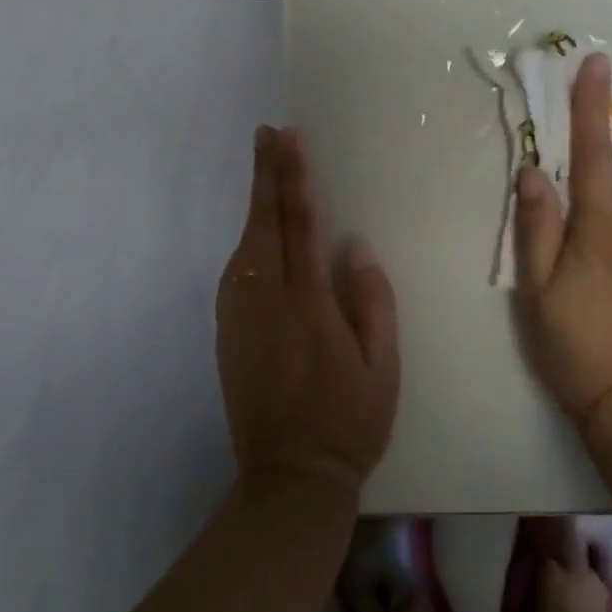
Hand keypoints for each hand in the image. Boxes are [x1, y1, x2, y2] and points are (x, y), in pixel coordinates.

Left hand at [216, 126, 400, 498]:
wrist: (289, 478)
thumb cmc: (349, 420)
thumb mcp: (384, 366)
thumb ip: (372, 301)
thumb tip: (355, 245)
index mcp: (310, 304)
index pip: (301, 225)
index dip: (295, 178)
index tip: (290, 140)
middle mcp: (269, 301)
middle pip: (266, 223)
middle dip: (266, 174)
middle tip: (265, 133)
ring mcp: (241, 317)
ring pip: (245, 244)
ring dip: (254, 201)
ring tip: (262, 165)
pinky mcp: (228, 334)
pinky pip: (235, 273)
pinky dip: (245, 239)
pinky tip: (254, 227)